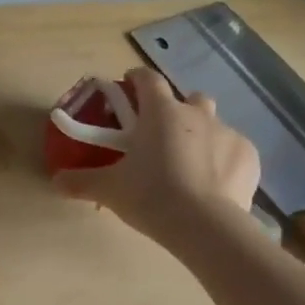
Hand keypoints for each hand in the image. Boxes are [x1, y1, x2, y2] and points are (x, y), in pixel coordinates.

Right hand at [53, 67, 260, 242]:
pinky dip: (223, 160)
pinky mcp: (249, 157)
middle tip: (161, 135)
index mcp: (161, 113)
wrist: (205, 225)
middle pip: (189, 98)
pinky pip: (234, 150)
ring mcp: (228, 134)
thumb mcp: (108, 190)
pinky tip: (213, 184)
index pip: (148, 80)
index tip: (128, 85)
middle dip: (177, 110)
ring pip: (214, 123)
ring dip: (202, 135)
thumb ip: (80, 181)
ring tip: (188, 163)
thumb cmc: (151, 196)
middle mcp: (197, 114)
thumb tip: (55, 181)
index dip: (136, 79)